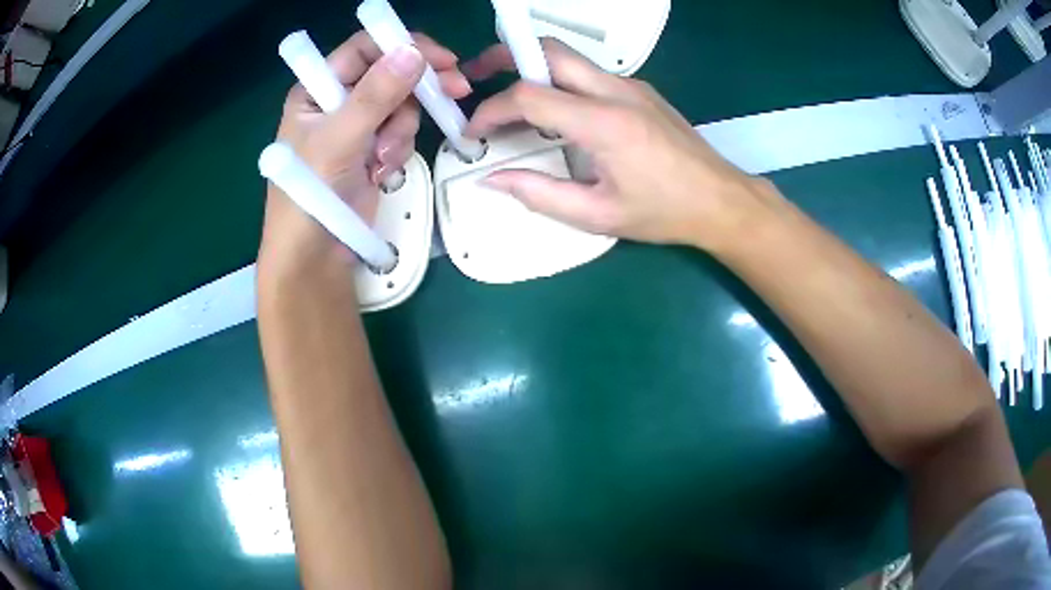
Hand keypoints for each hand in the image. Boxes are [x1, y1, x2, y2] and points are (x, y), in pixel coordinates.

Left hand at [260, 32, 470, 272]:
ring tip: (382, 158)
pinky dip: (398, 149)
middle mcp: (336, 100)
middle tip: (457, 90)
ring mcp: (356, 125)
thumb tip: (414, 50)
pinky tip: (381, 171)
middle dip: (417, 88)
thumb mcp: (340, 138)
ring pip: (401, 104)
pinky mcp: (372, 148)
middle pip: (390, 73)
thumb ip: (376, 93)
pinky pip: (400, 132)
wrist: (316, 253)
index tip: (441, 58)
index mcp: (316, 88)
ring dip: (401, 130)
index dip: (402, 46)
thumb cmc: (312, 193)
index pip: (364, 49)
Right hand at [463, 40, 769, 250]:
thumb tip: (492, 179)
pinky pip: (589, 73)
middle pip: (549, 51)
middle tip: (478, 76)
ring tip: (508, 96)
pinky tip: (555, 112)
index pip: (529, 95)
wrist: (721, 199)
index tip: (475, 131)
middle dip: (505, 56)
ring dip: (532, 68)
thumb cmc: (664, 212)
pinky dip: (559, 82)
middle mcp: (616, 91)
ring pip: (569, 58)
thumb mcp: (598, 215)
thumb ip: (539, 194)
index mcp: (604, 123)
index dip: (492, 109)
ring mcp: (631, 86)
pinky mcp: (640, 90)